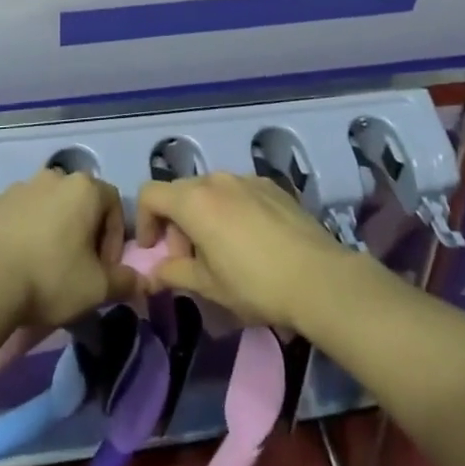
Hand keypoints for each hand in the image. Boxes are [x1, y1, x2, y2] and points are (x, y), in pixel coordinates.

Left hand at [0, 169, 139, 329]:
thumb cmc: (51, 278)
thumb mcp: (96, 288)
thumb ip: (125, 281)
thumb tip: (141, 281)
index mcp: (83, 188)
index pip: (113, 203)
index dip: (114, 236)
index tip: (104, 267)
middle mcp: (53, 177)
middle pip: (79, 201)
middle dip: (83, 230)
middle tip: (78, 266)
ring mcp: (20, 186)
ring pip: (47, 205)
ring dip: (53, 228)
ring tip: (45, 265)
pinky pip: (18, 213)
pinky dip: (24, 231)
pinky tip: (18, 261)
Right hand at [134, 172, 349, 331]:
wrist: (319, 278)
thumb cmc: (256, 284)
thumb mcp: (210, 287)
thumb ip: (175, 273)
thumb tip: (153, 272)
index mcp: (194, 201)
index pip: (150, 194)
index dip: (145, 221)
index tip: (155, 251)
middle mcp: (216, 179)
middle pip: (180, 192)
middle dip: (176, 223)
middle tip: (190, 261)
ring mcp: (246, 178)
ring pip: (210, 191)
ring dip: (204, 216)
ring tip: (222, 252)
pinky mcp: (271, 185)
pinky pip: (238, 192)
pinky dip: (231, 210)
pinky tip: (252, 241)